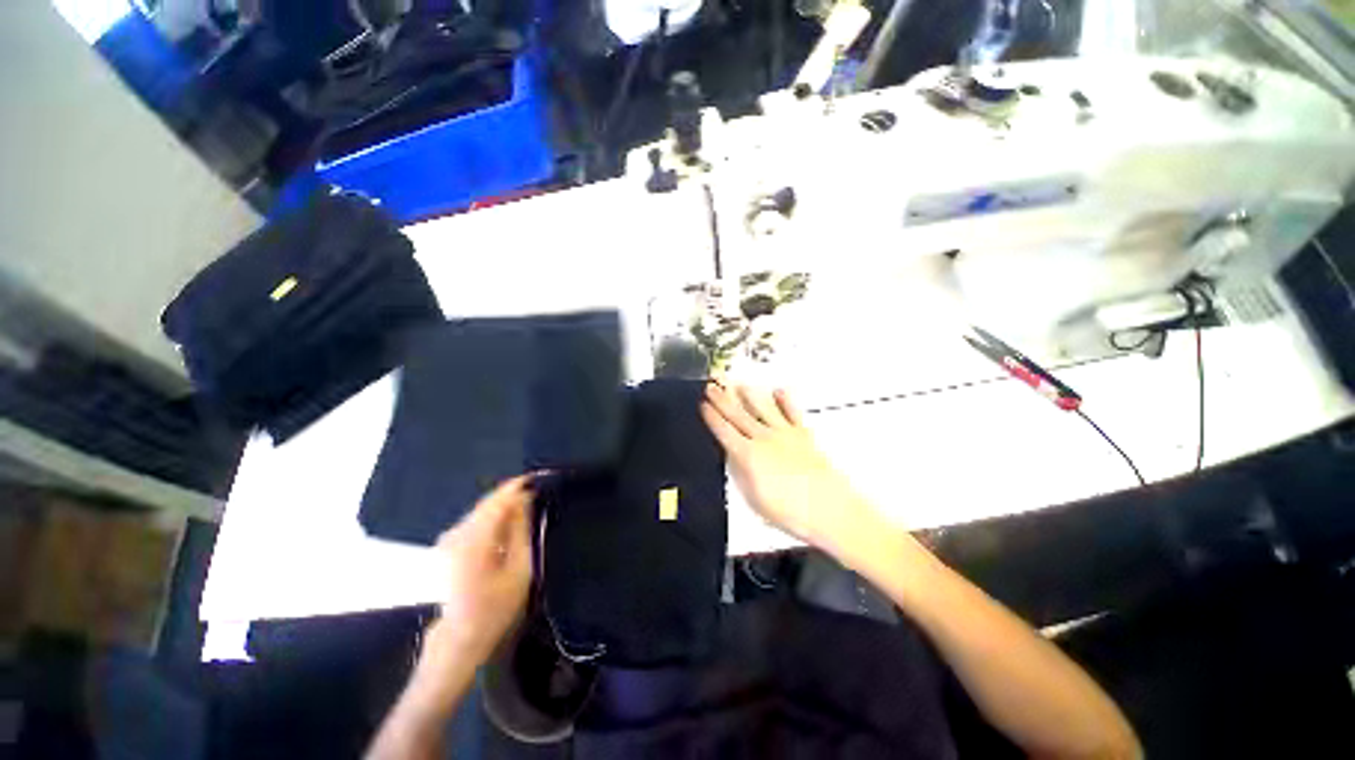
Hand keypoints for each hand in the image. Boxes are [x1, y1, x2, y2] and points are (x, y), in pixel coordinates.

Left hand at [425, 476, 534, 671]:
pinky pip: (474, 521)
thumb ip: (521, 530)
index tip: (538, 477)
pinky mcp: (447, 545)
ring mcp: (448, 540)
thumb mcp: (519, 569)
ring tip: (527, 507)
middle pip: (487, 504)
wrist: (459, 638)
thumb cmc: (495, 607)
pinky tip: (508, 524)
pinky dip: (493, 517)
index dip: (517, 486)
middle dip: (512, 495)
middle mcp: (455, 534)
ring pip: (481, 511)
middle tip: (537, 491)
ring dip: (503, 506)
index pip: (497, 502)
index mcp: (472, 541)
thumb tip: (525, 500)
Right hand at [701, 383, 883, 561]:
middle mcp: (764, 439)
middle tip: (711, 386)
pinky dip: (784, 400)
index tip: (703, 405)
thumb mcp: (754, 499)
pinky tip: (778, 390)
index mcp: (748, 455)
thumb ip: (739, 473)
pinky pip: (791, 411)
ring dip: (748, 394)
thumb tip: (731, 457)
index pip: (724, 431)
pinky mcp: (803, 434)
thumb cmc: (791, 512)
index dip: (711, 417)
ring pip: (761, 408)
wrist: (829, 510)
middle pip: (738, 415)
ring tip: (738, 383)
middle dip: (722, 399)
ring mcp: (784, 434)